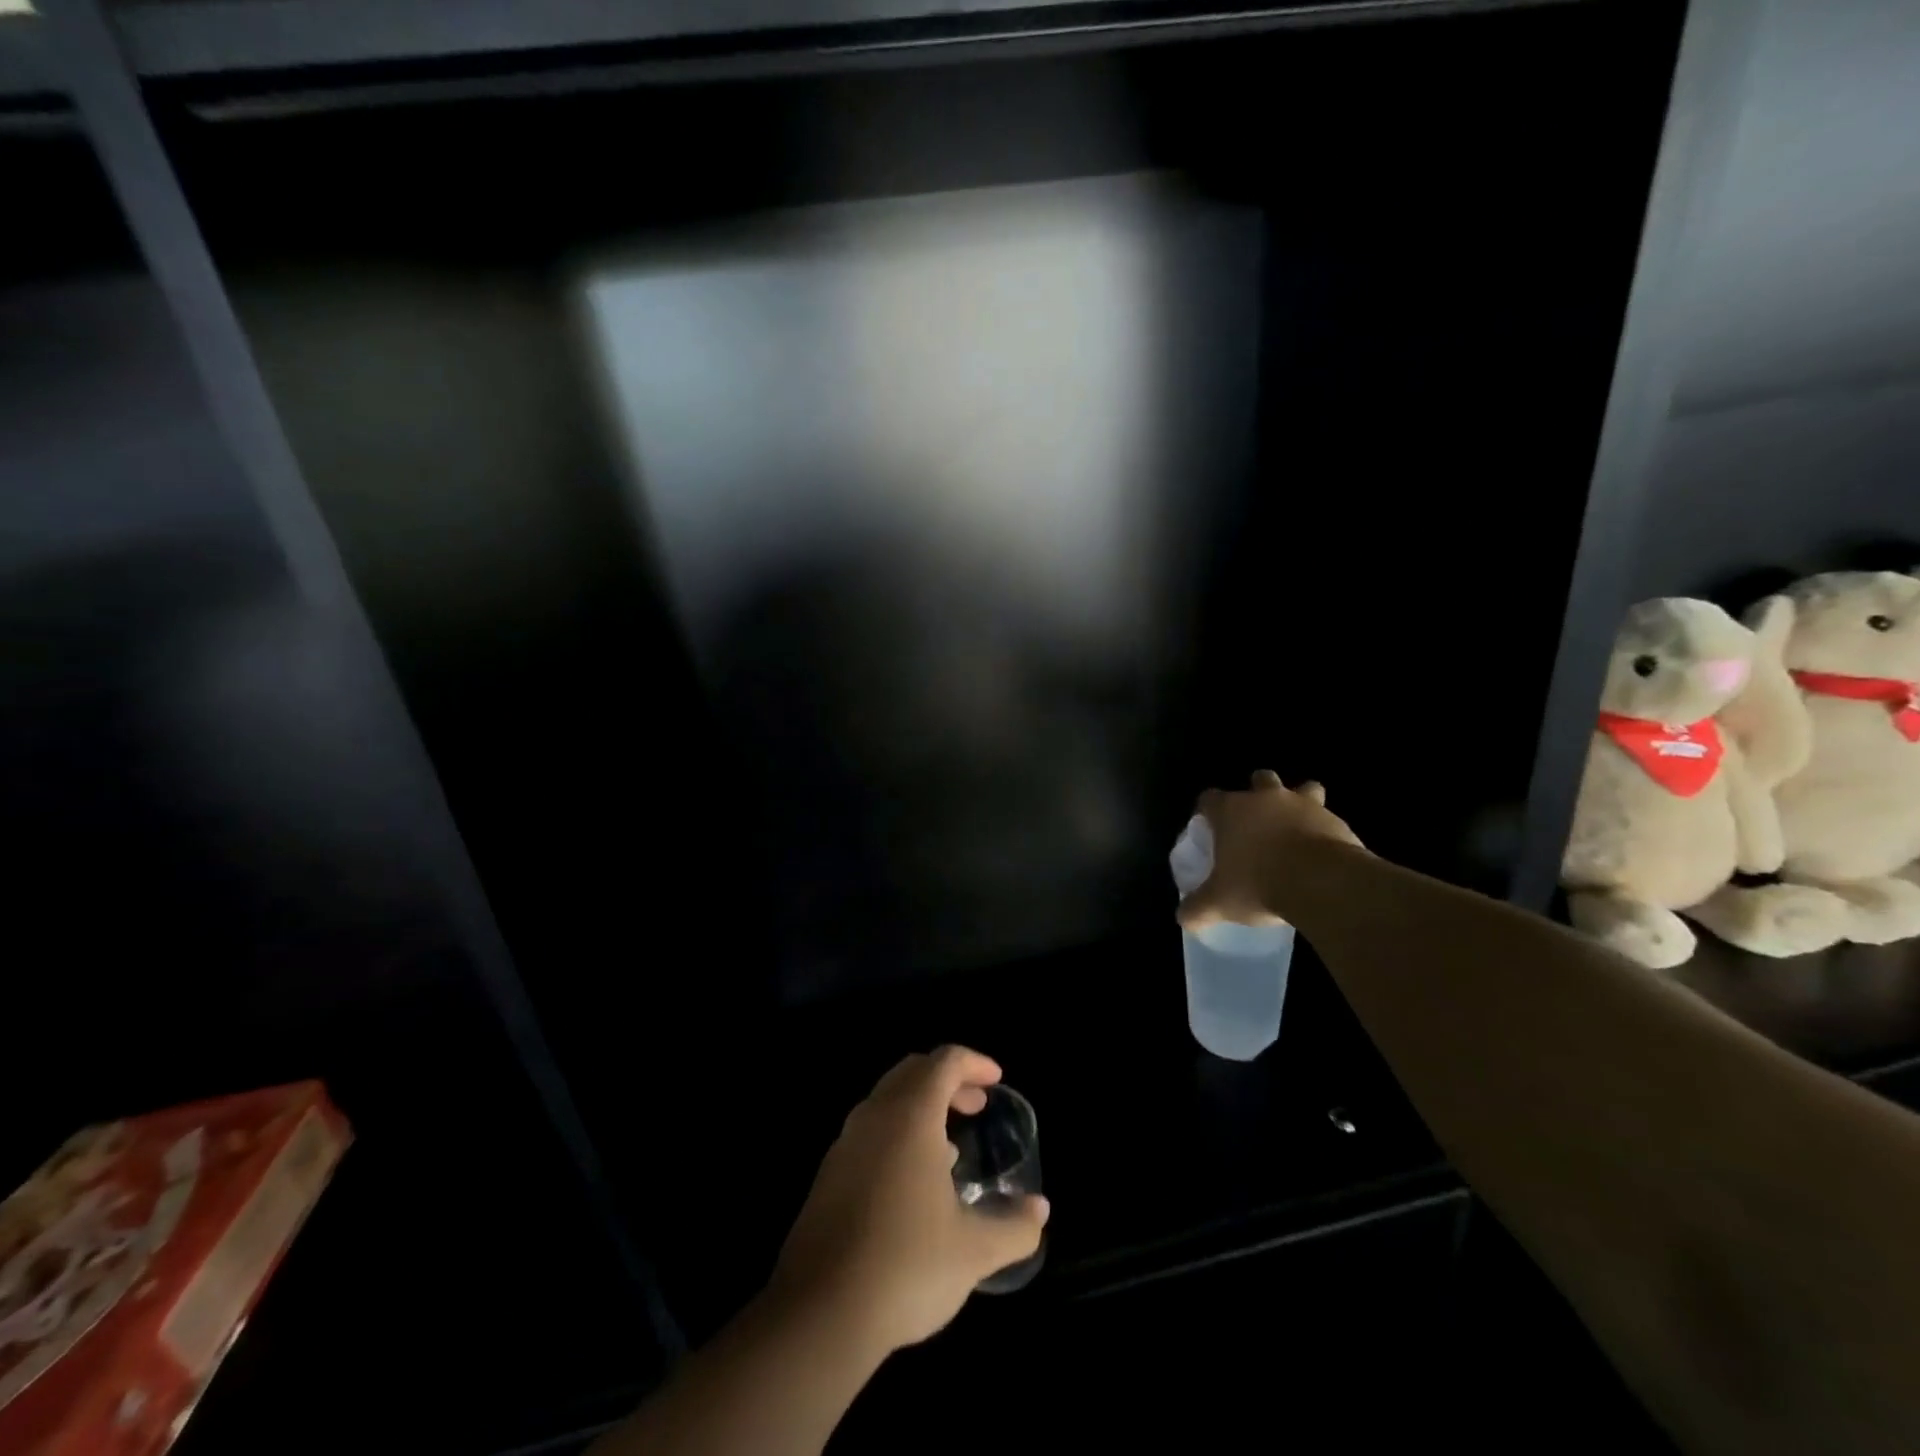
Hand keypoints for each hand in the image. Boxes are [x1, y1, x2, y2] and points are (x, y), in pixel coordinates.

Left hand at [769, 1046, 1049, 1356]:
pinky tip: (913, 1183)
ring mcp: (845, 1145)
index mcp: (910, 1116)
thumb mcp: (974, 1250)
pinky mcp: (828, 1176)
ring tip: (951, 1146)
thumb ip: (1014, 1226)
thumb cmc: (906, 1265)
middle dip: (948, 1080)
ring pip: (887, 1101)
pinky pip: (870, 1132)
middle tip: (976, 1105)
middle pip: (913, 1072)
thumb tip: (1039, 1210)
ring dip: (921, 1107)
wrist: (819, 1314)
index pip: (944, 1062)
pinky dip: (898, 1133)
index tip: (996, 1081)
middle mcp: (874, 1117)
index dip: (974, 1063)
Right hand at [1177, 770, 1364, 930]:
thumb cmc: (1258, 884)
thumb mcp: (1219, 903)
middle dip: (1258, 794)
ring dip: (1301, 802)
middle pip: (1259, 779)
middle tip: (1257, 823)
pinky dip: (1324, 830)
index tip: (1209, 828)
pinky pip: (1328, 818)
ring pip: (1304, 788)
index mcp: (1231, 811)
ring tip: (1298, 827)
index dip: (1207, 811)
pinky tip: (1324, 853)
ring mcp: (1303, 805)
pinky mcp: (1335, 820)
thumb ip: (1197, 908)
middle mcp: (1265, 799)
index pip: (1209, 798)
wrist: (1322, 883)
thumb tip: (1183, 918)